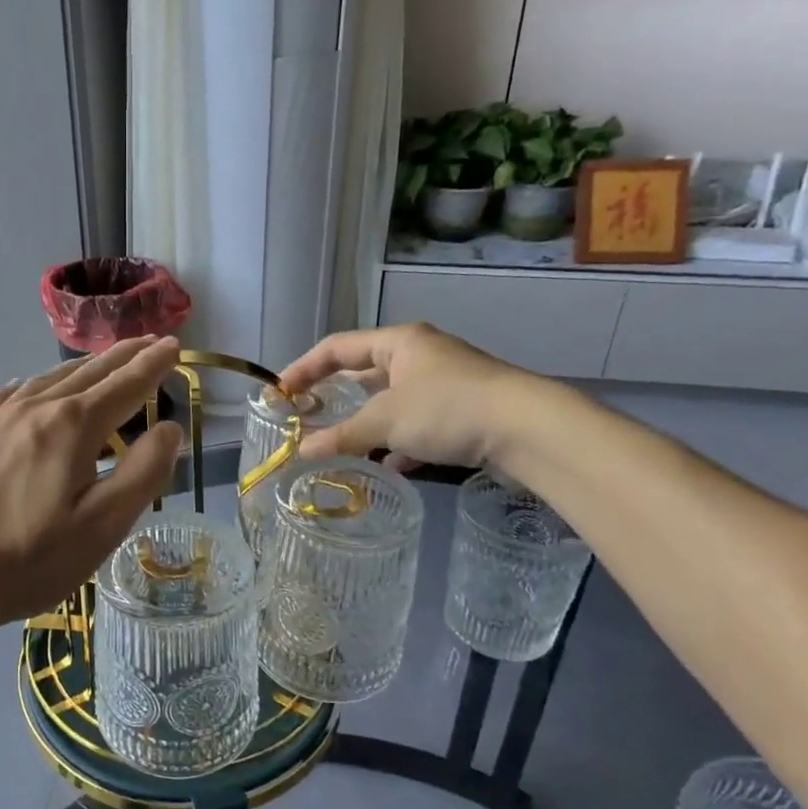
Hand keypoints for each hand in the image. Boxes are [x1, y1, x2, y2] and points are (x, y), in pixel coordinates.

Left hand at [0, 337, 184, 651]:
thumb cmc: (25, 558)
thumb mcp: (99, 527)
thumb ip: (141, 474)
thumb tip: (169, 429)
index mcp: (72, 426)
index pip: (125, 386)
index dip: (152, 365)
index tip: (173, 346)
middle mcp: (34, 407)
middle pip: (88, 373)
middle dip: (123, 356)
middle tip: (149, 340)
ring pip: (48, 379)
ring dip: (82, 367)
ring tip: (100, 361)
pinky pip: (6, 395)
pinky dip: (31, 384)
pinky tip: (27, 386)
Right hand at [279, 322, 535, 470]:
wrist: (528, 429)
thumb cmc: (447, 409)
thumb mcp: (386, 421)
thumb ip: (341, 436)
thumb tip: (301, 452)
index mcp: (399, 342)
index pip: (337, 348)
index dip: (304, 368)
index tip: (279, 393)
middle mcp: (420, 356)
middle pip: (365, 373)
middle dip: (336, 398)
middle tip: (307, 418)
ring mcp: (444, 384)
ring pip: (392, 403)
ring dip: (367, 425)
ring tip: (341, 446)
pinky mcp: (463, 413)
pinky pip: (418, 425)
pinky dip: (399, 443)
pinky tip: (390, 465)